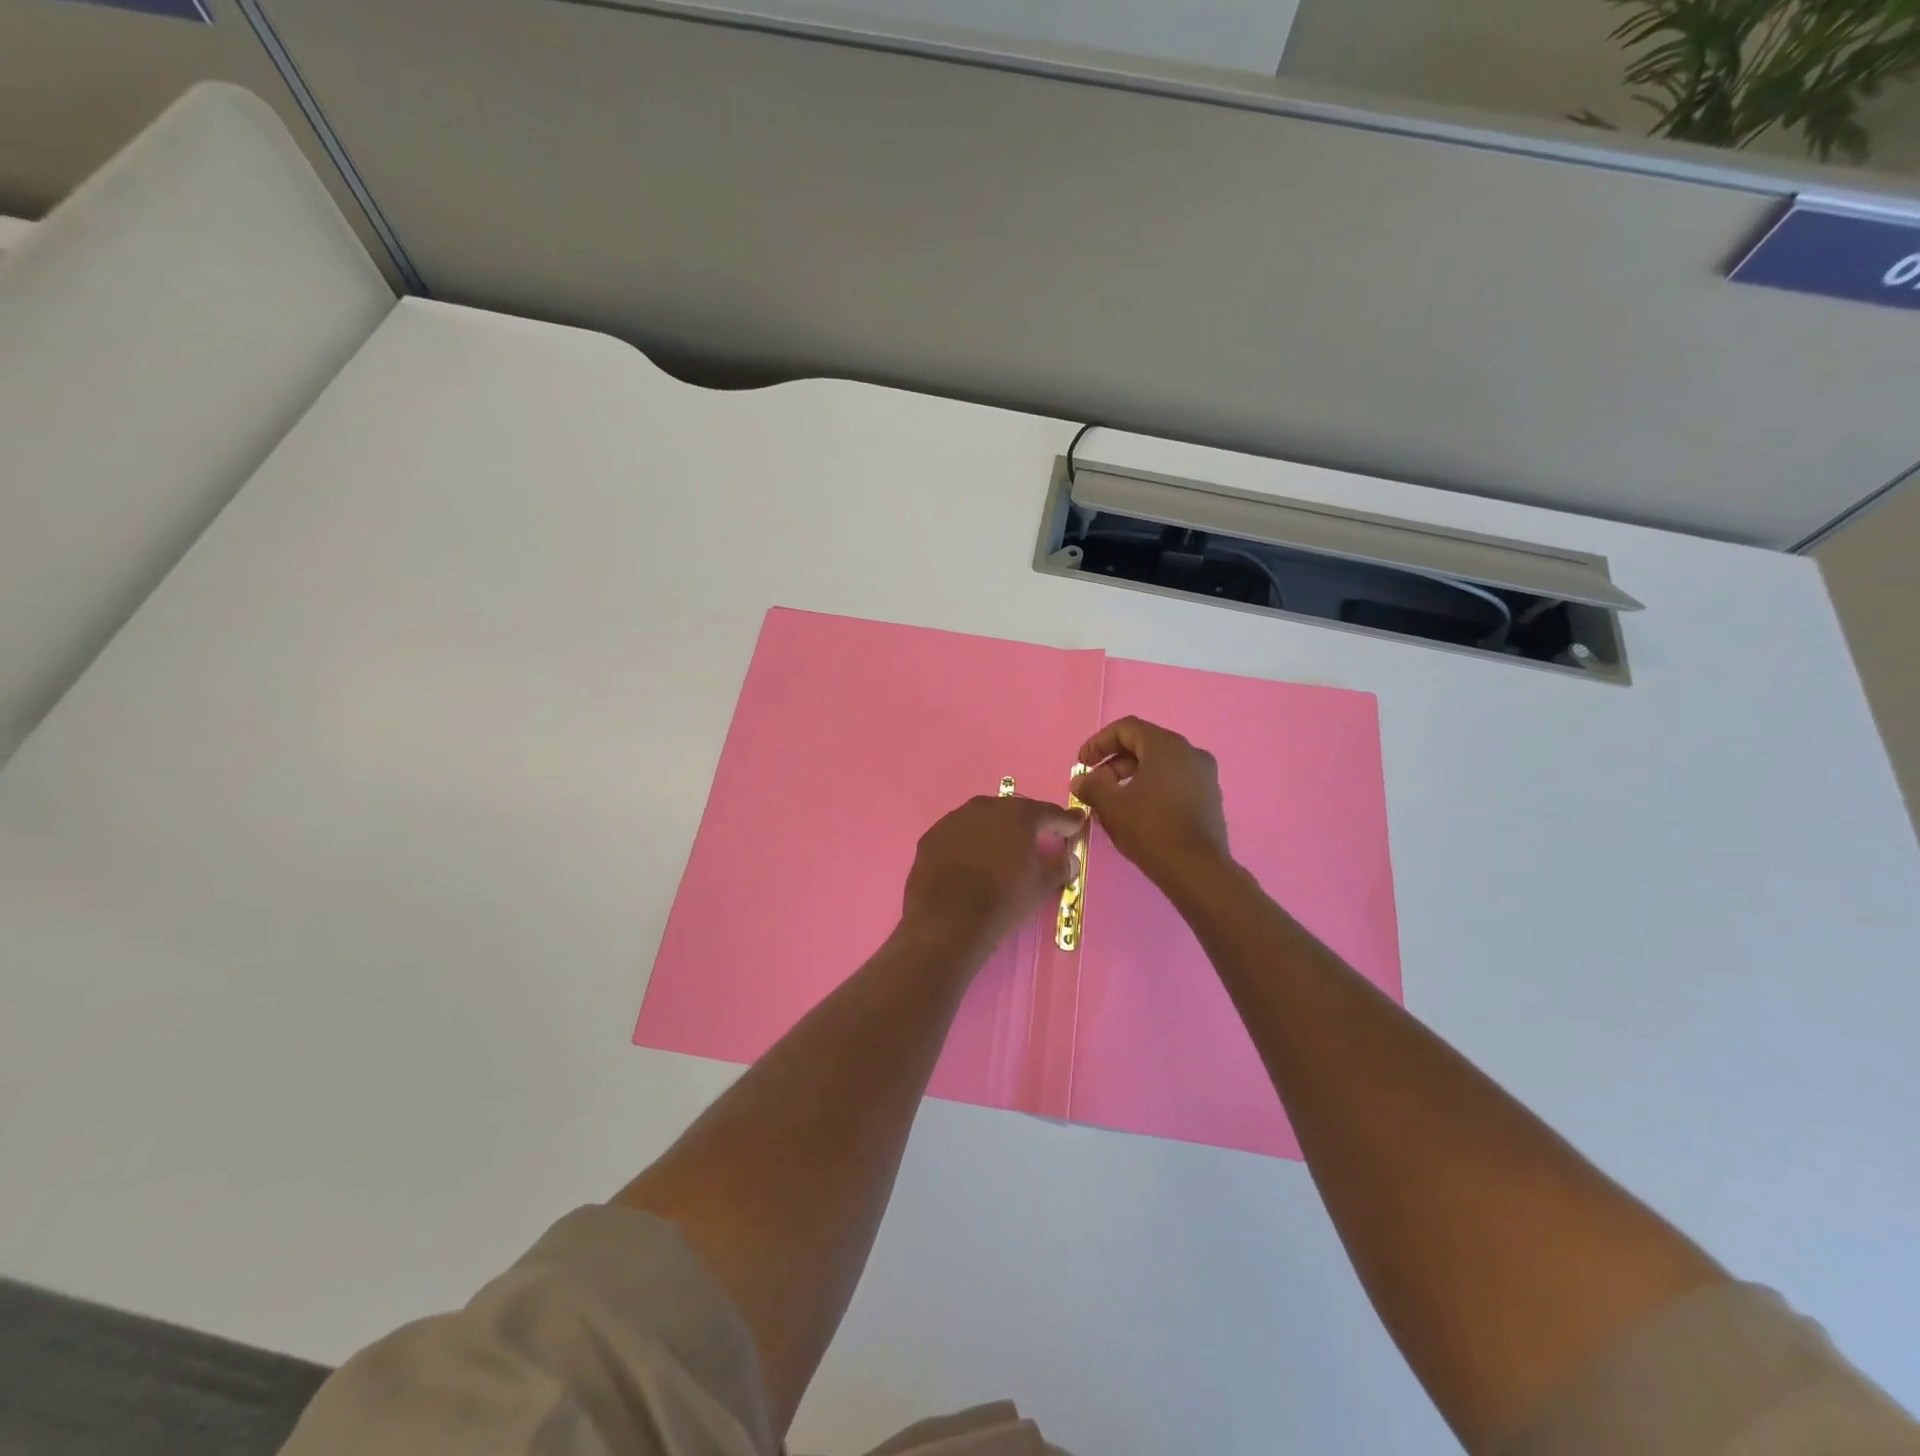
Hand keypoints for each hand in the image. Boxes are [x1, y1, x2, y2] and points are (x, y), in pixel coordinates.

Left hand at [902, 794, 1084, 947]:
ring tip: (1000, 850)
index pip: (1049, 813)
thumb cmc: (1003, 900)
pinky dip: (967, 843)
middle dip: (1028, 823)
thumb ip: (1059, 868)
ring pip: (982, 819)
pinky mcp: (931, 836)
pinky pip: (957, 835)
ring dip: (994, 830)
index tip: (1076, 824)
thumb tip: (1070, 860)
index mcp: (1019, 815)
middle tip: (1038, 837)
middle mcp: (986, 807)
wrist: (948, 920)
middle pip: (1013, 811)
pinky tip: (970, 861)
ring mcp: (954, 819)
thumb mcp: (1040, 887)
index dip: (1066, 821)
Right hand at [1072, 717, 1230, 890]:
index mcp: (1166, 745)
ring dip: (1131, 776)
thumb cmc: (1150, 828)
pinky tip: (1137, 812)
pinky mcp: (1210, 798)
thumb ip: (1091, 786)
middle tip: (1094, 784)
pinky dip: (1152, 788)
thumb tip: (1080, 780)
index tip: (1082, 764)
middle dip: (1113, 762)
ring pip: (1160, 765)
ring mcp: (1204, 775)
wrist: (1197, 869)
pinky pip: (1175, 781)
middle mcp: (1190, 752)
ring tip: (1112, 801)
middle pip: (1144, 745)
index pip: (1126, 728)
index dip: (1099, 742)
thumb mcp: (1111, 805)